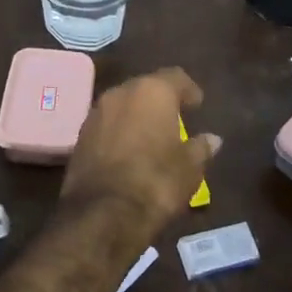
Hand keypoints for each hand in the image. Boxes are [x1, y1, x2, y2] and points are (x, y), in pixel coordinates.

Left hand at [61, 68, 220, 230]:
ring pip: (122, 107)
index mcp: (152, 92)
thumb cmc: (157, 182)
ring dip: (137, 117)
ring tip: (151, 137)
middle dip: (160, 102)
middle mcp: (120, 94)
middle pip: (145, 88)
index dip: (189, 90)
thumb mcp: (190, 168)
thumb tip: (212, 140)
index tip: (197, 105)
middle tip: (174, 119)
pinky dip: (119, 133)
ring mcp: (95, 114)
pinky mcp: (79, 138)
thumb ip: (201, 148)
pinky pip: (106, 126)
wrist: (103, 214)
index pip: (175, 77)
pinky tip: (129, 152)